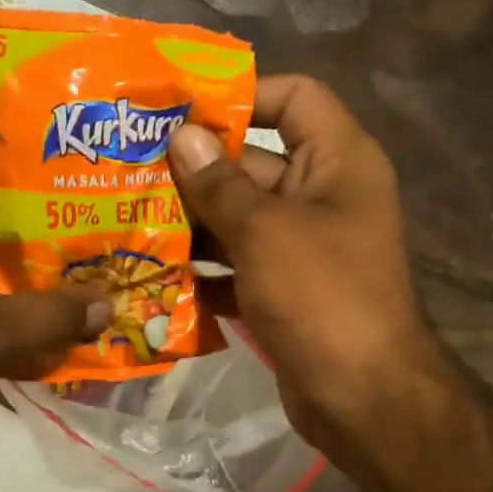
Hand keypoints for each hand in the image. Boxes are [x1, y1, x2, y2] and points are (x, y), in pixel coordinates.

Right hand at [166, 75, 441, 448]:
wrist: (361, 396)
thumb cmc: (321, 296)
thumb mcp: (264, 231)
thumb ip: (218, 183)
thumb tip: (182, 135)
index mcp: (338, 161)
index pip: (294, 98)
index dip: (242, 96)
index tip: (181, 112)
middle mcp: (323, 195)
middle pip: (254, 162)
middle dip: (196, 169)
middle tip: (131, 170)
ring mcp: (303, 246)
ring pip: (239, 218)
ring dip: (191, 222)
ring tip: (131, 219)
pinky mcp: (283, 289)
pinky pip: (238, 264)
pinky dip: (203, 269)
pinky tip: (155, 273)